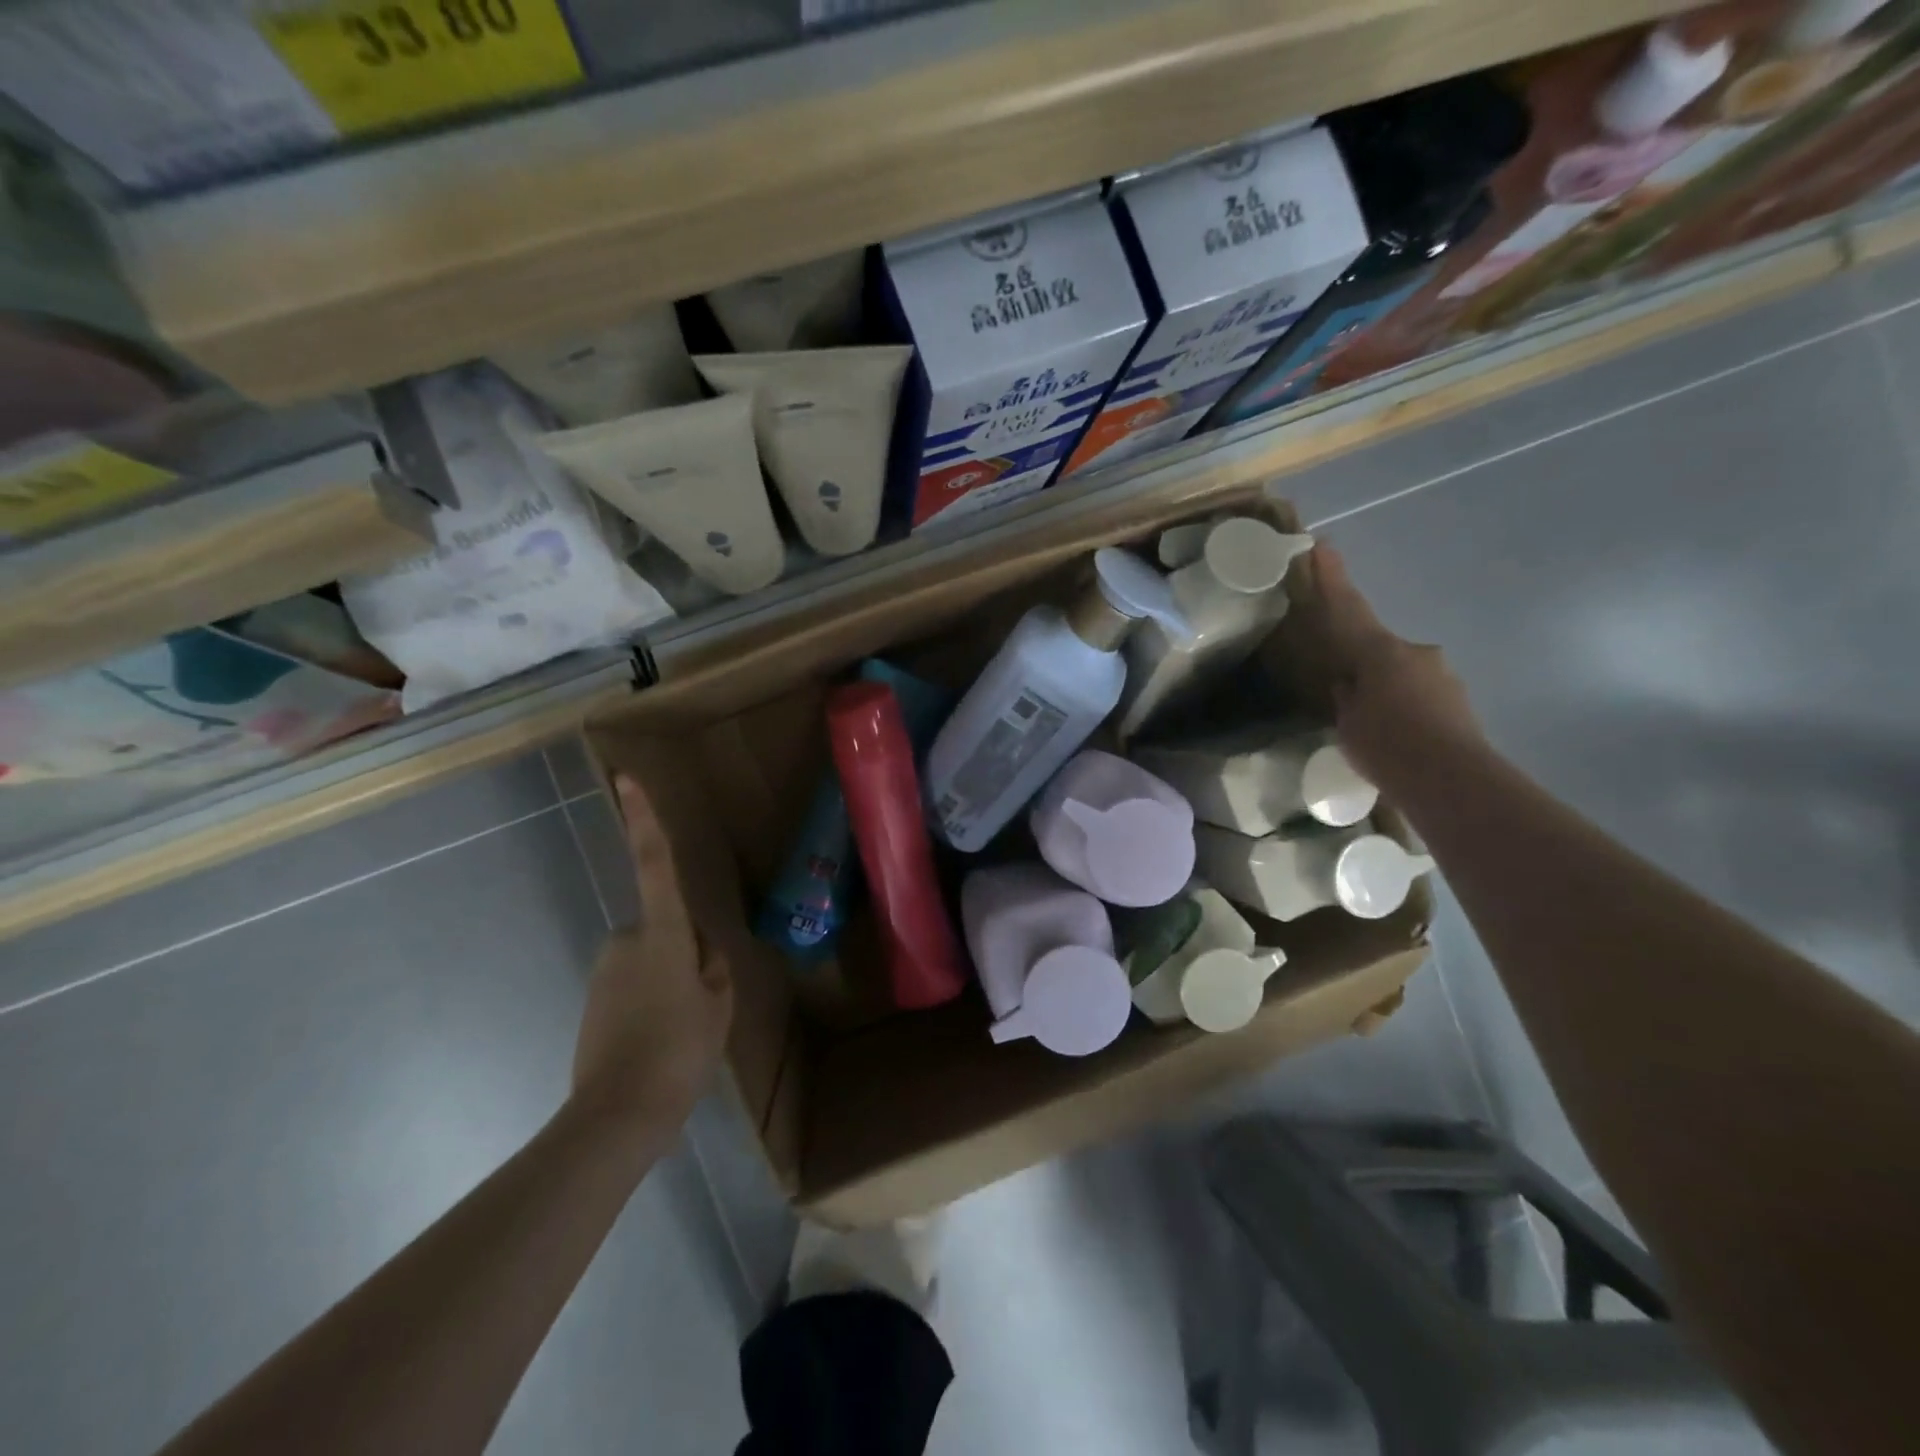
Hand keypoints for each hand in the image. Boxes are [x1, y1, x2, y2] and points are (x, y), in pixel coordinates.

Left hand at [571, 774, 732, 1129]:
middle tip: (701, 1002)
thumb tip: (703, 953)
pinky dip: (650, 1003)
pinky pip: (633, 985)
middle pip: (666, 928)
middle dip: (684, 954)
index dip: (643, 820)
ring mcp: (605, 971)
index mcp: (662, 934)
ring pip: (651, 959)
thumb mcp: (718, 1007)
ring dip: (669, 982)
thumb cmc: (679, 1051)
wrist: (617, 1116)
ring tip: (681, 1029)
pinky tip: (659, 1041)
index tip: (625, 779)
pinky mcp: (592, 1000)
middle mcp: (627, 940)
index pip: (653, 864)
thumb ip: (713, 969)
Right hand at [1298, 544, 1483, 788]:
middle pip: (1379, 649)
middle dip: (1363, 665)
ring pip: (1402, 674)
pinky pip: (1419, 697)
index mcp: (1380, 652)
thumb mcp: (1348, 722)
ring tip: (1373, 726)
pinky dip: (1405, 709)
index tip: (1324, 545)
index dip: (1333, 578)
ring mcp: (1443, 676)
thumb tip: (1347, 682)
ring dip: (1386, 691)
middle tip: (1345, 692)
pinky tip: (1397, 738)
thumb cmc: (1387, 746)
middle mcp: (1415, 652)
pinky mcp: (1458, 701)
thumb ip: (1346, 695)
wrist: (1452, 780)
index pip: (1349, 608)